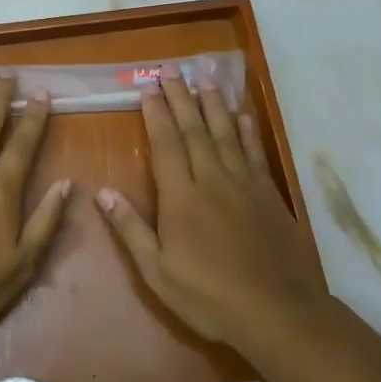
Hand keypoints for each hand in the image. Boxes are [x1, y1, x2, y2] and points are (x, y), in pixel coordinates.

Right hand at [96, 67, 323, 349]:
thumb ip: (131, 230)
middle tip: (171, 69)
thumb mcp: (158, 272)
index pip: (166, 144)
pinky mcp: (269, 194)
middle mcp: (212, 180)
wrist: (277, 311)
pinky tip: (242, 116)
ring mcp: (244, 184)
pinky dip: (247, 131)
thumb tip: (103, 193)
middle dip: (181, 98)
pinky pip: (254, 153)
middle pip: (194, 130)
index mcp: (181, 197)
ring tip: (204, 79)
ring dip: (212, 104)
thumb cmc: (209, 296)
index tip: (148, 88)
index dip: (156, 114)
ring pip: (225, 133)